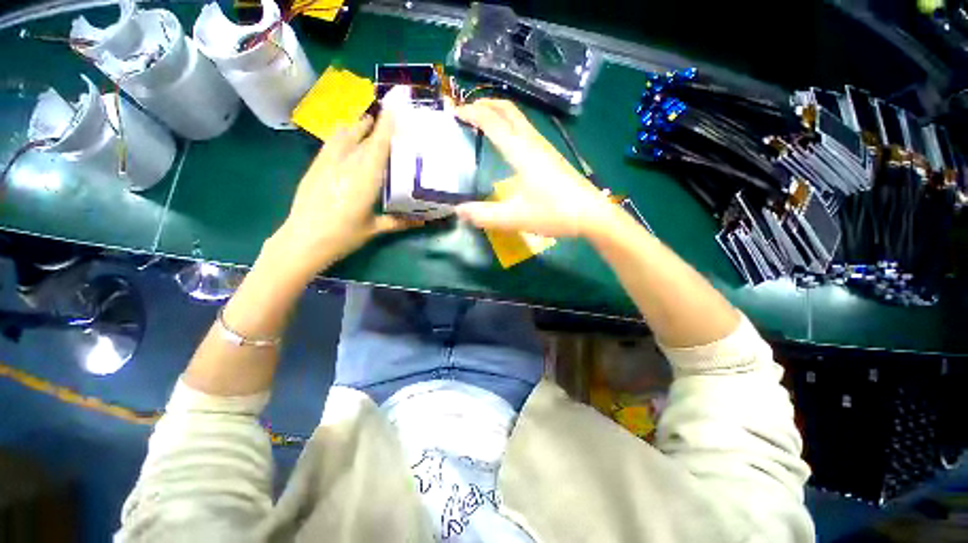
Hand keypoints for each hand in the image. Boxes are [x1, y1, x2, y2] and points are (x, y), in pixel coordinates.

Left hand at [266, 113, 418, 278]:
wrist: (303, 240)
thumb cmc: (343, 236)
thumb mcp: (374, 229)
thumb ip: (399, 221)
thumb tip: (423, 221)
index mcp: (364, 180)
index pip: (378, 146)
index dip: (387, 127)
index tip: (396, 109)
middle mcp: (346, 165)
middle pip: (361, 137)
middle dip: (374, 124)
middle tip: (387, 117)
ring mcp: (327, 164)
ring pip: (343, 136)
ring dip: (356, 127)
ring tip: (367, 123)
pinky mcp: (315, 167)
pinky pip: (330, 144)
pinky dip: (341, 136)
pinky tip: (346, 139)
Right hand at [454, 99, 615, 237]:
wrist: (592, 214)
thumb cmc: (554, 213)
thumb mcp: (515, 218)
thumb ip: (484, 215)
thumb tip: (458, 210)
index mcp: (521, 152)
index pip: (492, 122)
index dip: (472, 113)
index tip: (454, 112)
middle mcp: (533, 143)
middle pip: (509, 111)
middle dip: (486, 104)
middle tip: (467, 111)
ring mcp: (545, 148)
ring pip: (519, 119)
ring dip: (499, 114)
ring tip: (483, 123)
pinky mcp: (551, 157)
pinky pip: (526, 131)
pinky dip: (510, 127)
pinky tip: (508, 144)